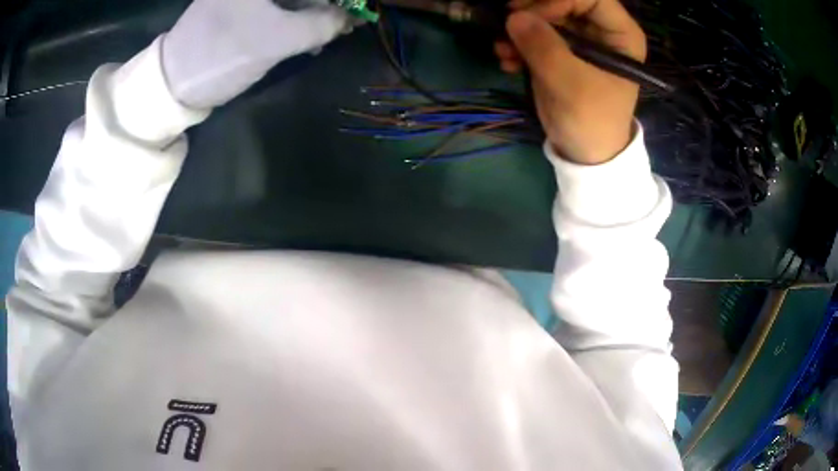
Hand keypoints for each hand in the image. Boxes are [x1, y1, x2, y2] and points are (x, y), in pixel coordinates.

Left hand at [162, 0, 351, 108]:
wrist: (172, 82)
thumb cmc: (221, 55)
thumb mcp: (276, 40)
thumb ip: (321, 24)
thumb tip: (350, 17)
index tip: (350, 11)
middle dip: (324, 4)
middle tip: (343, 23)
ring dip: (313, 12)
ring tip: (326, 34)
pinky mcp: (241, 6)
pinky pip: (279, 6)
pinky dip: (296, 18)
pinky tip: (306, 35)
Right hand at [494, 0, 645, 164]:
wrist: (585, 152)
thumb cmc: (591, 120)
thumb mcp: (570, 84)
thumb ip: (543, 47)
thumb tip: (513, 17)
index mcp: (619, 34)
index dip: (558, 0)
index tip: (531, 17)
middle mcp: (600, 29)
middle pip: (562, 0)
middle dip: (531, 11)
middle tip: (506, 22)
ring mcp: (579, 38)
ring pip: (544, 14)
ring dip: (518, 29)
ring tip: (502, 49)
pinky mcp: (560, 49)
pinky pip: (535, 33)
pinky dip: (517, 42)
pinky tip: (507, 59)